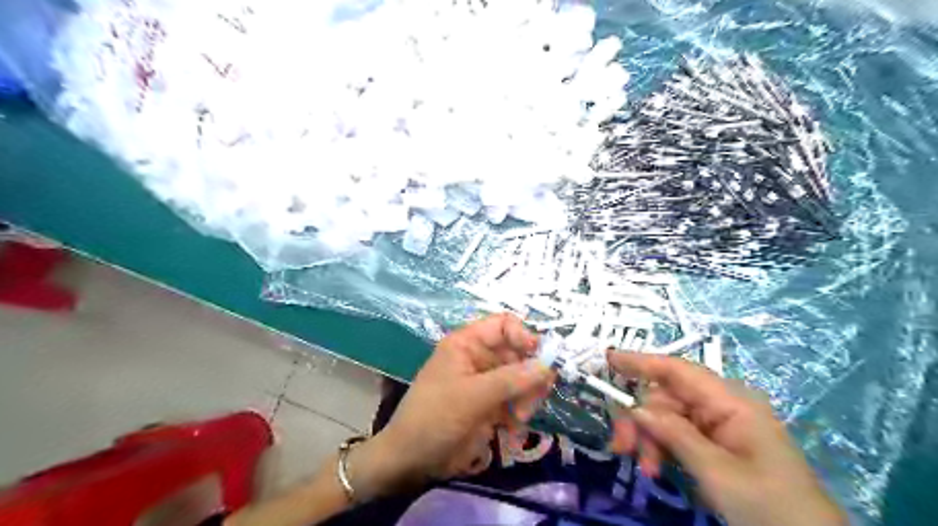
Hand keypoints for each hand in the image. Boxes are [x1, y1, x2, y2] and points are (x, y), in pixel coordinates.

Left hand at [353, 314, 554, 499]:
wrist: (412, 460)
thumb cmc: (435, 417)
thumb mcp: (473, 396)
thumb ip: (511, 380)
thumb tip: (547, 366)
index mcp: (467, 344)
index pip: (503, 325)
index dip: (524, 336)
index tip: (541, 358)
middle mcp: (478, 358)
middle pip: (518, 353)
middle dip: (530, 374)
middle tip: (535, 397)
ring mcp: (485, 383)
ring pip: (521, 378)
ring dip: (527, 397)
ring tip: (519, 418)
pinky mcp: (490, 405)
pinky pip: (516, 400)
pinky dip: (520, 413)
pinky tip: (512, 430)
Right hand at [609, 352, 850, 525]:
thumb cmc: (768, 504)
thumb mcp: (717, 471)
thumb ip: (674, 434)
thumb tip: (636, 407)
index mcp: (730, 401)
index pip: (678, 370)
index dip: (641, 361)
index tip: (609, 359)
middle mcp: (721, 405)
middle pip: (665, 397)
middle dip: (640, 419)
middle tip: (620, 446)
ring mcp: (718, 424)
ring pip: (666, 417)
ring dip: (649, 439)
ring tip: (645, 469)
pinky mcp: (714, 443)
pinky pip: (677, 434)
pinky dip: (661, 449)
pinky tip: (655, 469)